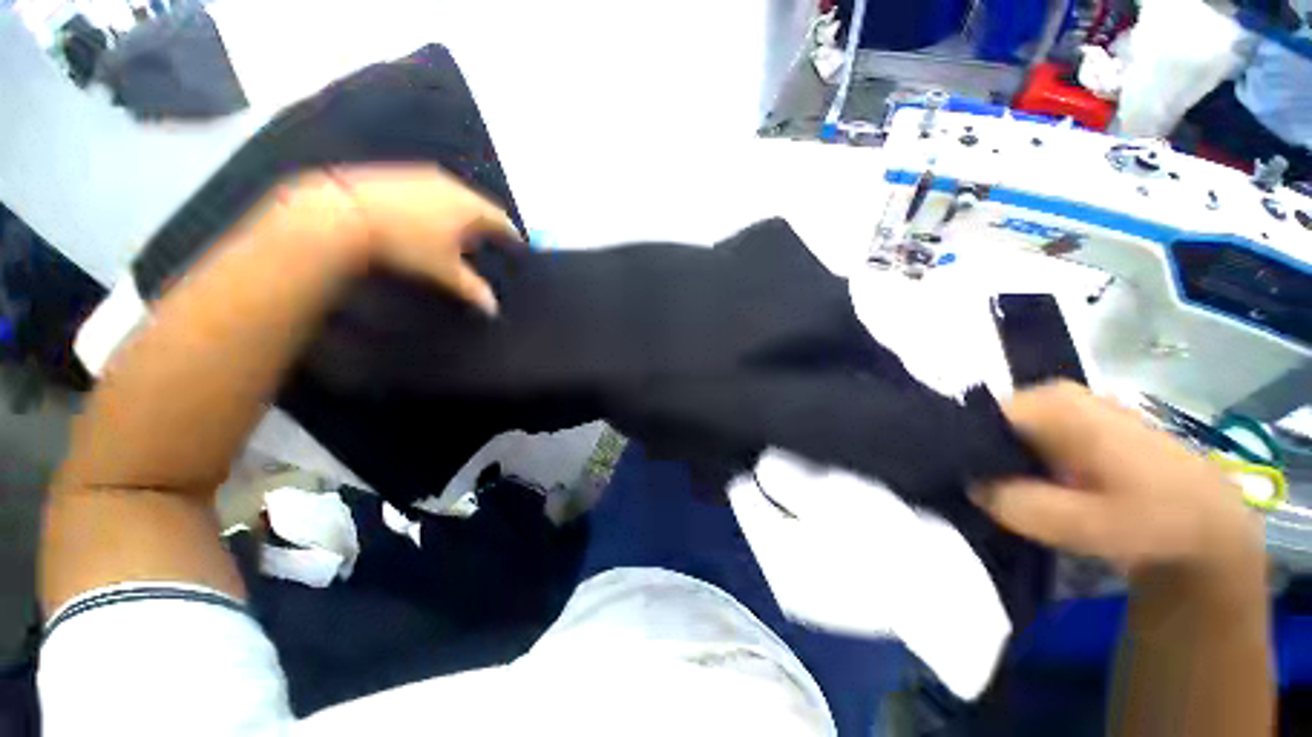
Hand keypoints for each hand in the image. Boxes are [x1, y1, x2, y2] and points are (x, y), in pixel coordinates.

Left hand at [284, 165, 520, 313]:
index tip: (517, 245)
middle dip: (487, 223)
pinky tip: (425, 218)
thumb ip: (473, 289)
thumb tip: (494, 310)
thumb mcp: (445, 272)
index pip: (502, 221)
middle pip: (480, 205)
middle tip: (489, 239)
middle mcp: (452, 185)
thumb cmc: (408, 244)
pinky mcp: (398, 172)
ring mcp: (423, 175)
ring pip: (454, 195)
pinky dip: (437, 204)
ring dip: (461, 212)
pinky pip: (431, 189)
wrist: (345, 213)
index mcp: (471, 208)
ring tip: (458, 231)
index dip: (512, 235)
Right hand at [972, 382, 1262, 577]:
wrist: (1209, 524)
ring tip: (999, 499)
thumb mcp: (1085, 524)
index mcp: (1052, 404)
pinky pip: (1026, 442)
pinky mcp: (1076, 427)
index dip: (961, 452)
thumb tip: (968, 485)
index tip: (957, 486)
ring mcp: (1067, 409)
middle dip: (980, 460)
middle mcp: (1053, 396)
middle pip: (989, 425)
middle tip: (980, 499)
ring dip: (999, 466)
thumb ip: (1018, 504)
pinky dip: (1018, 466)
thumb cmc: (1153, 520)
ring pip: (1006, 435)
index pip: (976, 418)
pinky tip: (1026, 493)